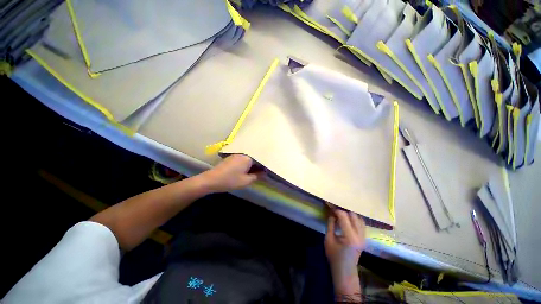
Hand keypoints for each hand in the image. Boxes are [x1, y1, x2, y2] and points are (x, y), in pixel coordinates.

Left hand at [200, 154, 261, 192]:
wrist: (211, 180)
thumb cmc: (230, 180)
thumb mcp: (246, 181)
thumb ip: (257, 176)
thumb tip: (263, 173)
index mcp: (248, 158)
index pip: (260, 160)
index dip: (263, 167)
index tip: (265, 173)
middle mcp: (242, 154)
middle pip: (253, 159)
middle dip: (256, 166)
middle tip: (259, 174)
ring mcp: (235, 155)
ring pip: (247, 160)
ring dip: (250, 166)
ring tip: (251, 173)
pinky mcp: (230, 158)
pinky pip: (241, 160)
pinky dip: (244, 165)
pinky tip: (242, 171)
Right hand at [325, 208, 365, 300]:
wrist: (345, 271)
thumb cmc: (334, 256)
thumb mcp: (328, 240)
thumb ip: (330, 224)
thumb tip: (332, 213)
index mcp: (350, 237)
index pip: (344, 216)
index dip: (336, 209)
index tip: (329, 205)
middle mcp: (359, 236)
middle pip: (353, 215)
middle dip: (343, 210)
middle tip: (334, 209)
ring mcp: (364, 237)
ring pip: (359, 218)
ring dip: (350, 214)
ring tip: (341, 213)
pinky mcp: (364, 238)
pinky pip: (362, 224)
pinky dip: (355, 219)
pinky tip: (348, 219)